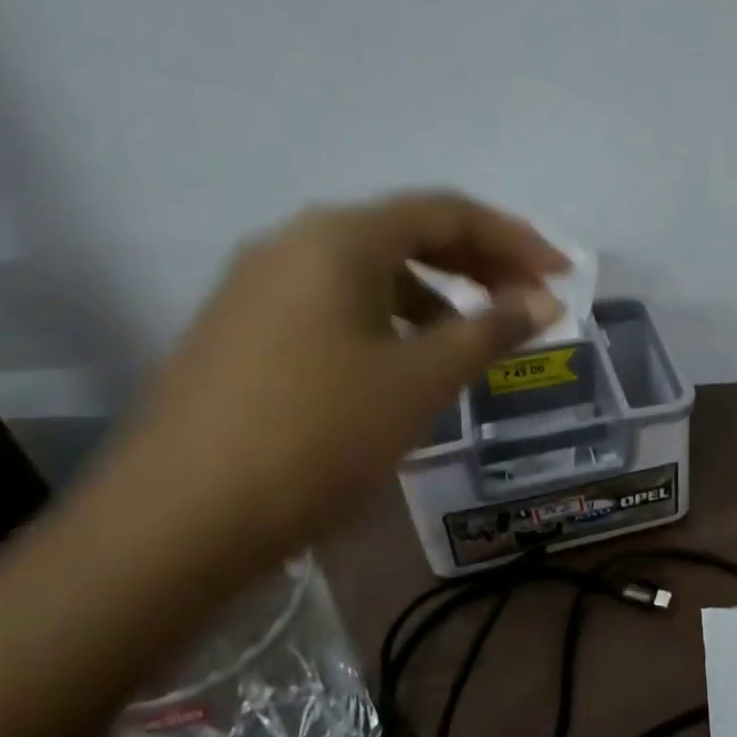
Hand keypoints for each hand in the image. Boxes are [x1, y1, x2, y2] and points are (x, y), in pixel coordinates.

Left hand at [100, 192, 567, 572]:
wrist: (173, 525)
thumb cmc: (317, 436)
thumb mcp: (421, 379)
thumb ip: (491, 329)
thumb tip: (545, 301)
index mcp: (339, 238)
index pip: (447, 212)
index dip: (515, 239)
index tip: (563, 274)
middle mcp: (293, 243)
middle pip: (408, 232)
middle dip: (479, 262)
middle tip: (529, 301)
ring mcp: (258, 286)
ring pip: (371, 270)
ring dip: (435, 292)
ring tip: (474, 338)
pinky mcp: (241, 329)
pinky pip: (336, 302)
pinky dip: (389, 318)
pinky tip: (405, 361)